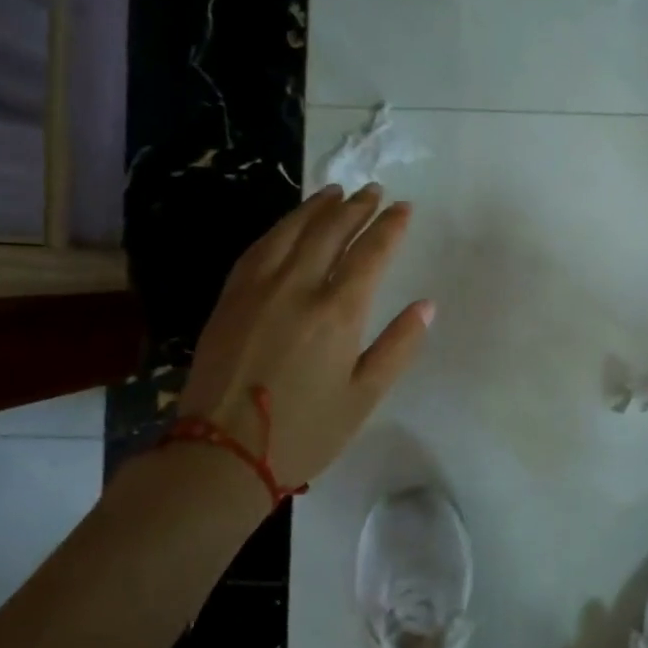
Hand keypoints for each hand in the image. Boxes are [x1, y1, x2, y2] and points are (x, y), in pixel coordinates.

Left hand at [177, 183, 431, 491]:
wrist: (220, 456)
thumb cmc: (305, 433)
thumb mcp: (364, 396)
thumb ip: (398, 346)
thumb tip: (426, 306)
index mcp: (337, 313)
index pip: (370, 253)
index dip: (390, 227)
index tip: (404, 208)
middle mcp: (297, 289)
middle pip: (330, 232)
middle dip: (356, 207)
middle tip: (374, 191)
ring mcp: (257, 290)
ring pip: (290, 232)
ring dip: (316, 208)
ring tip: (335, 191)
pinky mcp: (229, 299)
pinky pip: (258, 249)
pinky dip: (280, 228)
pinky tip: (289, 225)